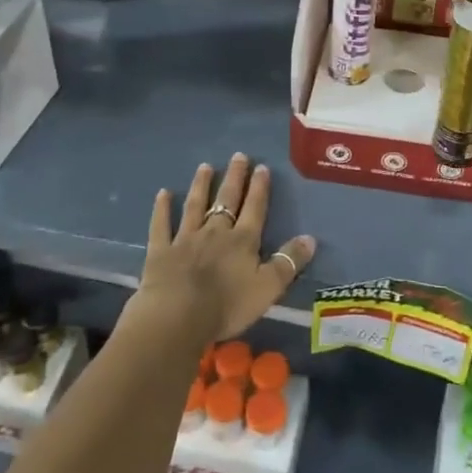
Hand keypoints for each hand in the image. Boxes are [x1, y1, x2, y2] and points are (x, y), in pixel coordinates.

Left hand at [132, 154, 315, 341]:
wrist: (178, 316)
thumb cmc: (227, 306)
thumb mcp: (268, 288)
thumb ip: (288, 262)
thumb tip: (310, 238)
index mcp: (242, 241)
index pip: (254, 208)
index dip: (259, 188)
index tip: (262, 167)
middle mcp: (215, 232)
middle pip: (226, 200)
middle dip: (234, 178)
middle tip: (238, 156)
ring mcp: (185, 238)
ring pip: (195, 206)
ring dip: (201, 185)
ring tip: (205, 166)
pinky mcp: (161, 250)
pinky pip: (161, 225)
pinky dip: (162, 208)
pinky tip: (162, 193)